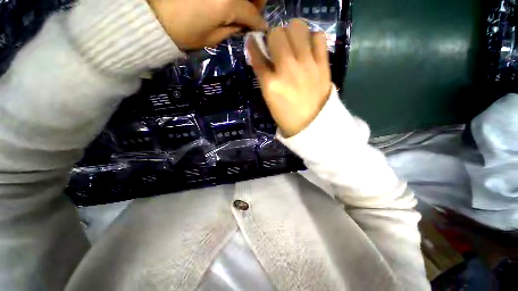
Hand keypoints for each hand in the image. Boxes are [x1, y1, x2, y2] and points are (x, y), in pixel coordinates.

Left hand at [147, 0, 267, 49]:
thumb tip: (244, 25)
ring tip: (242, 6)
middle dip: (257, 2)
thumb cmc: (182, 32)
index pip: (252, 13)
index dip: (259, 23)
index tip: (262, 29)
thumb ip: (232, 29)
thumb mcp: (211, 38)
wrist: (151, 14)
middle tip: (253, 12)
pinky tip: (228, 2)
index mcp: (227, 3)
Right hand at [248, 19, 331, 136]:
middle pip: (277, 33)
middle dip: (274, 37)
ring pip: (298, 27)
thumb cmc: (286, 115)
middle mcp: (287, 70)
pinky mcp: (323, 65)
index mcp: (271, 83)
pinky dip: (311, 38)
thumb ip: (263, 75)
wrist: (312, 124)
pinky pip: (318, 37)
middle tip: (277, 46)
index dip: (254, 45)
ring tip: (294, 44)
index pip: (257, 55)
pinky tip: (309, 49)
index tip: (254, 41)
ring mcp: (307, 65)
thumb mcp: (269, 98)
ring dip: (292, 33)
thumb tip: (259, 53)